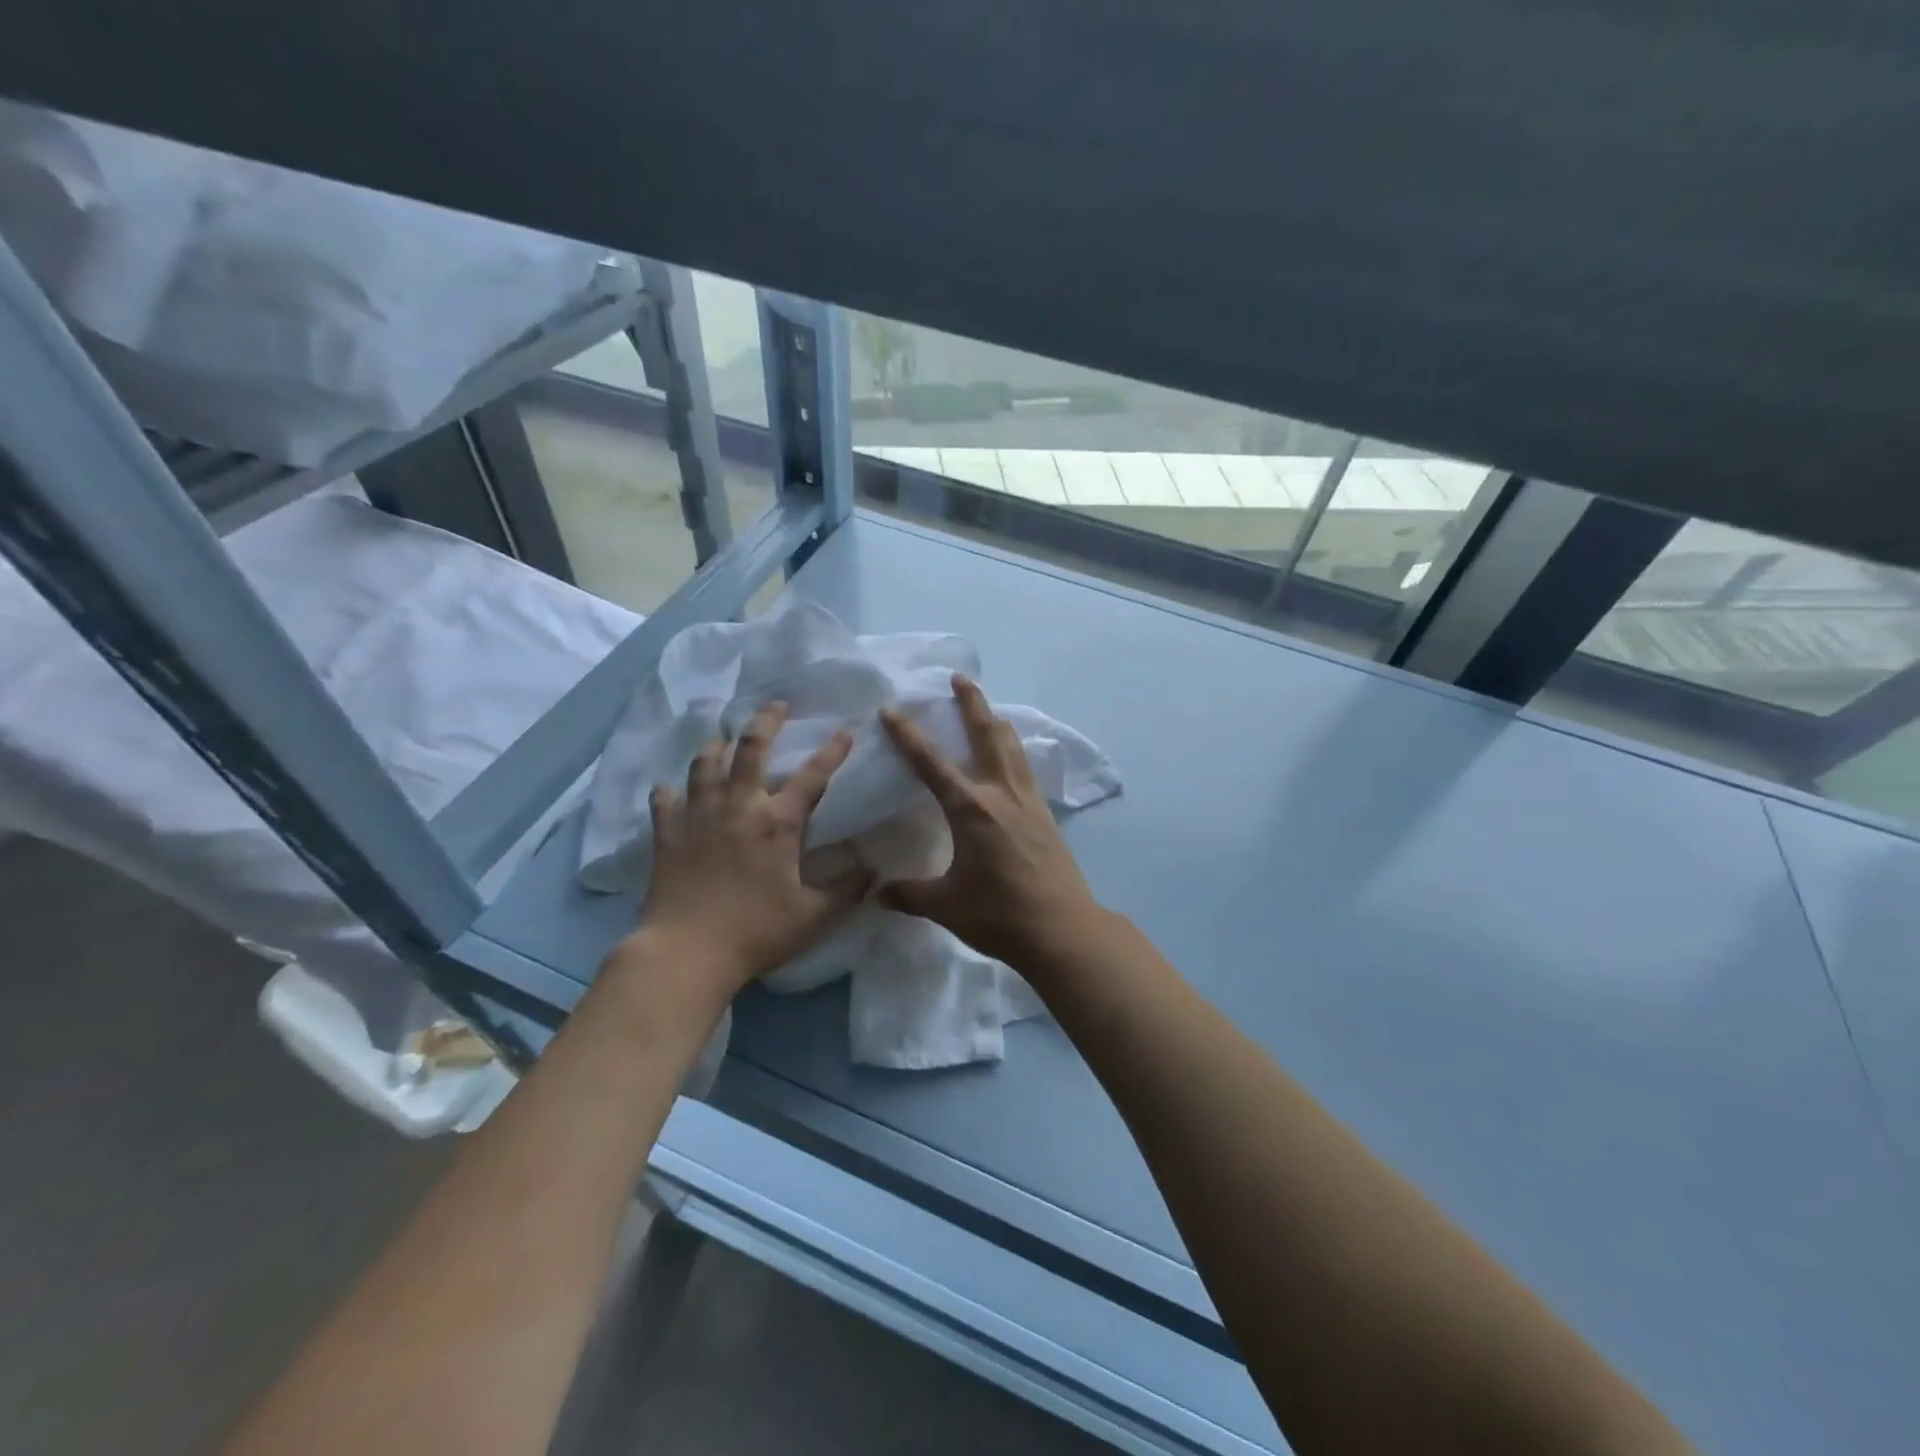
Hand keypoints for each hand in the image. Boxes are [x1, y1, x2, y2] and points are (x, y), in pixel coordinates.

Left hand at [629, 702, 871, 1006]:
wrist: (687, 953)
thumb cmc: (756, 933)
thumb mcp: (814, 917)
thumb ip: (848, 890)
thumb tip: (875, 869)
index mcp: (778, 823)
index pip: (813, 776)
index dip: (832, 751)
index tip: (845, 731)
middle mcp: (739, 807)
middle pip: (750, 749)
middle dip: (765, 722)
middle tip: (775, 706)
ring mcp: (699, 818)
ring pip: (704, 766)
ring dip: (715, 747)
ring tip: (720, 739)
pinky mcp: (668, 836)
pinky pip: (665, 803)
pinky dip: (667, 792)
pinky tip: (668, 788)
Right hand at [879, 674, 1102, 968]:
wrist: (1061, 929)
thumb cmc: (999, 915)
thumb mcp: (946, 906)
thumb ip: (909, 894)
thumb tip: (878, 892)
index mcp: (971, 809)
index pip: (932, 763)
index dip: (908, 735)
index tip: (892, 709)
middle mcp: (1001, 793)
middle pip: (987, 734)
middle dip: (972, 703)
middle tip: (960, 677)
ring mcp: (1028, 801)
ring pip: (1011, 746)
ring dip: (995, 721)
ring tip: (986, 708)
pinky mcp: (1044, 814)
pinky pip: (1025, 767)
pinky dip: (1012, 749)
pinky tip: (1010, 757)